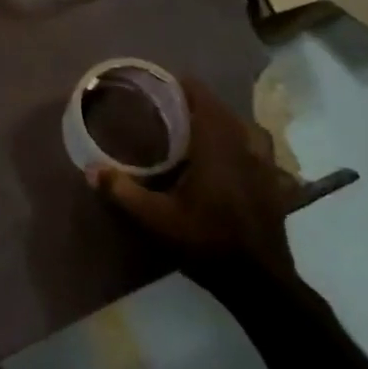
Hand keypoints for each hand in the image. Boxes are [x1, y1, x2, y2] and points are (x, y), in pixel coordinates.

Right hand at [87, 76, 299, 286]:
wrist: (260, 282)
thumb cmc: (207, 242)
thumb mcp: (156, 219)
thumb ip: (123, 191)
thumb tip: (90, 169)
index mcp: (217, 145)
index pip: (202, 97)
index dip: (182, 86)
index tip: (159, 86)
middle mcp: (245, 146)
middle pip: (222, 110)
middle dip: (197, 104)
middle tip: (170, 111)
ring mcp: (266, 166)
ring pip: (246, 129)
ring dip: (224, 124)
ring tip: (202, 132)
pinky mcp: (277, 186)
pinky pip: (261, 153)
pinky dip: (246, 148)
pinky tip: (234, 162)